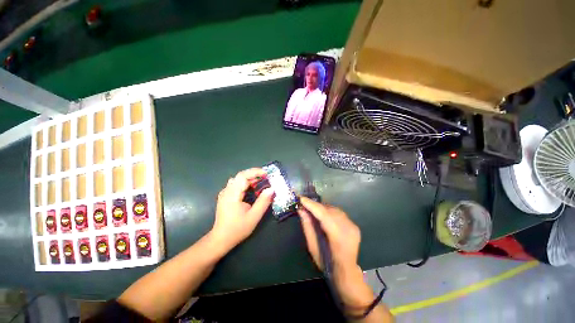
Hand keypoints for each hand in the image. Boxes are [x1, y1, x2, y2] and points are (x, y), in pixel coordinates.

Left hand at [211, 168, 273, 251]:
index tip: (266, 174)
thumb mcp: (253, 217)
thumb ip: (263, 202)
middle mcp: (227, 191)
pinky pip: (236, 184)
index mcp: (232, 194)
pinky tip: (251, 188)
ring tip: (260, 182)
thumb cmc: (237, 229)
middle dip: (254, 175)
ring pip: (238, 179)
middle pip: (240, 176)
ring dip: (250, 178)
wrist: (221, 239)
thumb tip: (271, 189)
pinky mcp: (225, 196)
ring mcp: (224, 193)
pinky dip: (245, 183)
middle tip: (266, 178)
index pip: (243, 176)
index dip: (255, 172)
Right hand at [298, 197, 375, 310]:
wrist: (346, 272)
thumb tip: (301, 210)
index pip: (324, 215)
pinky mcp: (354, 225)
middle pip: (330, 210)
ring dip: (322, 207)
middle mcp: (348, 229)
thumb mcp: (312, 247)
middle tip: (304, 204)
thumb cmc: (326, 263)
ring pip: (335, 209)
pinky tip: (323, 215)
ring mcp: (353, 227)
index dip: (312, 205)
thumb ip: (308, 227)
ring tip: (312, 209)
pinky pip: (339, 213)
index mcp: (338, 238)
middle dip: (316, 205)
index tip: (301, 198)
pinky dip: (329, 211)